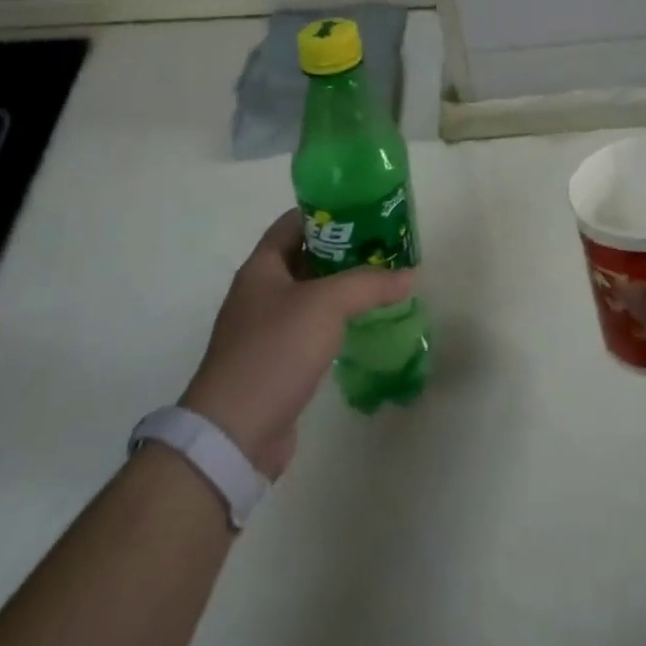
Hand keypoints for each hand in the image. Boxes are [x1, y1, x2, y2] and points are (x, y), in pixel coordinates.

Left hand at [180, 210, 411, 479]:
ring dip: (345, 286)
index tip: (366, 209)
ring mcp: (268, 329)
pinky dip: (339, 320)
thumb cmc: (274, 351)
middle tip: (385, 245)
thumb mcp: (326, 304)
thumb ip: (370, 283)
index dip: (328, 211)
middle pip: (307, 257)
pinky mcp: (278, 362)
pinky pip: (313, 328)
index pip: (294, 222)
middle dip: (346, 249)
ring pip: (313, 294)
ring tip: (385, 279)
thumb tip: (410, 275)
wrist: (234, 436)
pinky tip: (366, 321)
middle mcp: (261, 292)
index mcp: (262, 267)